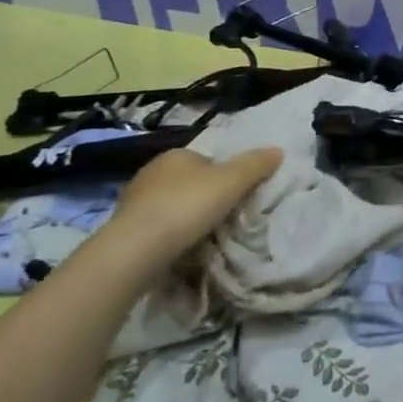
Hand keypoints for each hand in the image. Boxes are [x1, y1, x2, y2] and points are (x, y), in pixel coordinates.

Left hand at [105, 146, 282, 269]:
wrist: (136, 249)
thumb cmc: (187, 206)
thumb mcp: (232, 181)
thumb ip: (255, 165)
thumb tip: (277, 150)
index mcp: (176, 155)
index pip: (207, 161)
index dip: (225, 177)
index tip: (236, 198)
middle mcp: (151, 172)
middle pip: (189, 184)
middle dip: (204, 199)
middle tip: (224, 219)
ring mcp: (134, 202)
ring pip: (171, 207)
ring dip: (185, 220)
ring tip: (203, 239)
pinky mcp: (124, 230)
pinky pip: (156, 229)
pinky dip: (169, 237)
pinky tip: (180, 251)